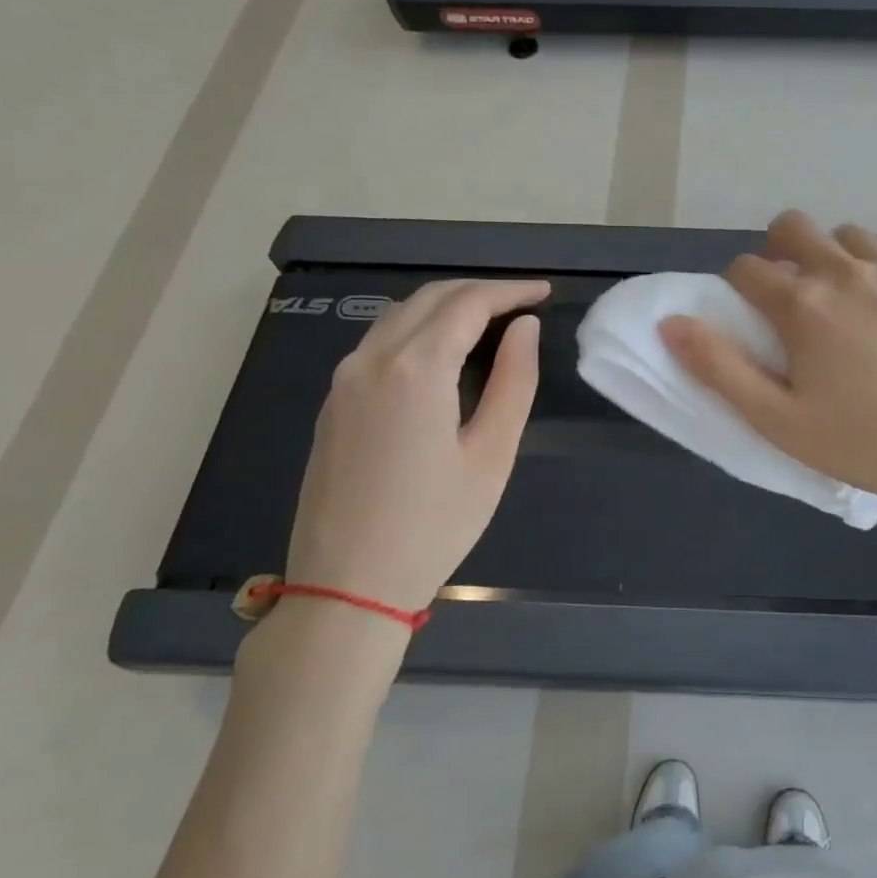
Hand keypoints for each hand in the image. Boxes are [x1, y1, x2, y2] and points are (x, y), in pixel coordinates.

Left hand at [283, 278, 547, 615]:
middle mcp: (371, 360)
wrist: (347, 586)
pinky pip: (379, 342)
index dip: (509, 291)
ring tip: (489, 319)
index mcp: (415, 369)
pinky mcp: (333, 402)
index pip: (468, 304)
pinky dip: (418, 328)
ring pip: (399, 315)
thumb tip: (524, 329)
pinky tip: (442, 349)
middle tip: (523, 302)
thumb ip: (514, 382)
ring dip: (446, 305)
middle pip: (430, 299)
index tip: (544, 292)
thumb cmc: (434, 524)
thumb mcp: (492, 455)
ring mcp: (343, 380)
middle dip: (479, 291)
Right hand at [659, 210, 876, 516]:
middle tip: (792, 295)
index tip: (753, 316)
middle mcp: (846, 271)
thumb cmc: (860, 443)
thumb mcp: (777, 419)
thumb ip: (719, 367)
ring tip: (845, 301)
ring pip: (847, 235)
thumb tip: (670, 324)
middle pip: (793, 227)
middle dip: (779, 251)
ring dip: (832, 257)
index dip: (739, 288)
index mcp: (802, 306)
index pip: (747, 269)